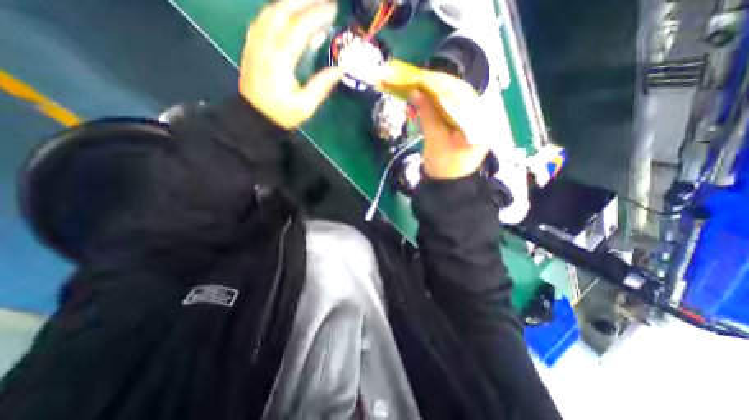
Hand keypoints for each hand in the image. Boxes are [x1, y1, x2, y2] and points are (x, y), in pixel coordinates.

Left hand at [239, 1, 342, 126]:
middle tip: (324, 1)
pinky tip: (290, 12)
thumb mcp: (306, 106)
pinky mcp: (252, 44)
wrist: (255, 116)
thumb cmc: (282, 113)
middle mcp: (265, 46)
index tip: (332, 10)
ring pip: (270, 10)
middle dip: (304, 0)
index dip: (315, 16)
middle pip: (281, 10)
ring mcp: (255, 42)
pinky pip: (264, 18)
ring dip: (291, 2)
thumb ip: (322, 86)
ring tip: (311, 2)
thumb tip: (340, 69)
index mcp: (279, 63)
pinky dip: (279, 10)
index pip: (297, 29)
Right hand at [409, 88, 492, 179]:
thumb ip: (428, 113)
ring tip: (425, 90)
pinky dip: (442, 107)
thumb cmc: (443, 166)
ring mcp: (477, 124)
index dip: (445, 85)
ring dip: (441, 97)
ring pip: (459, 102)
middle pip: (463, 96)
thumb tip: (416, 91)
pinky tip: (431, 102)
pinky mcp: (469, 128)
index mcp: (481, 123)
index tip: (427, 79)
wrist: (446, 185)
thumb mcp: (435, 138)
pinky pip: (456, 111)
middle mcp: (484, 120)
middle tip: (423, 83)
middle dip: (441, 90)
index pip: (465, 95)